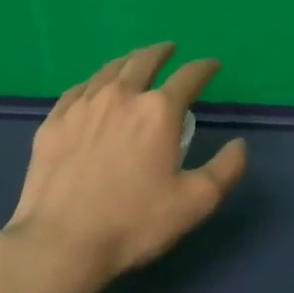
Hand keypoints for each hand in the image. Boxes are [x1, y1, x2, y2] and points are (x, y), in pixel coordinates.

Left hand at [3, 43, 248, 285]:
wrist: (61, 242)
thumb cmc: (134, 223)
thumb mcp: (195, 202)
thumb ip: (226, 169)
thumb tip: (239, 144)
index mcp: (159, 111)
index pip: (189, 76)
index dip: (204, 68)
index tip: (212, 65)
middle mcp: (121, 96)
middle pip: (144, 61)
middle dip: (161, 52)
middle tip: (169, 49)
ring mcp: (83, 106)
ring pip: (109, 70)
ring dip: (128, 61)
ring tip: (135, 61)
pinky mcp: (54, 122)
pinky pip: (78, 90)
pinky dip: (94, 82)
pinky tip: (93, 88)